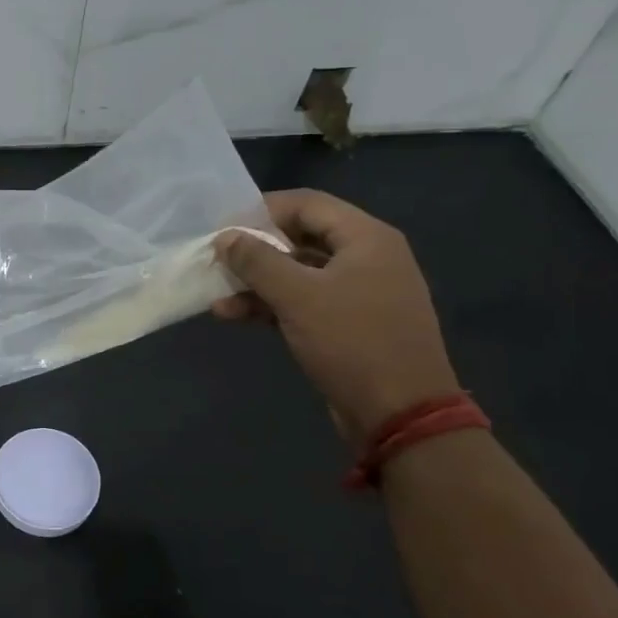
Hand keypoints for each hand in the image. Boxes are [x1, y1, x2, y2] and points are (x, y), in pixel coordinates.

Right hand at [213, 190, 459, 444]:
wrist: (400, 414)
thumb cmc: (352, 342)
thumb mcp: (297, 297)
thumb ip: (257, 261)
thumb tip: (225, 237)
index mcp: (366, 238)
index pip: (308, 204)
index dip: (262, 209)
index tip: (223, 224)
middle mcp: (367, 258)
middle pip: (301, 237)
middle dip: (256, 249)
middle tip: (216, 258)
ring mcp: (360, 293)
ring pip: (299, 273)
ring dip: (258, 282)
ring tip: (216, 293)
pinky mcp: (350, 324)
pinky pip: (306, 301)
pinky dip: (272, 305)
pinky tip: (234, 315)